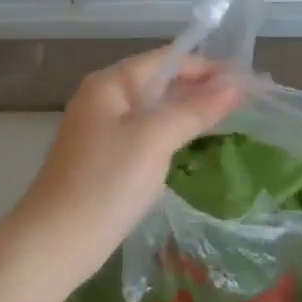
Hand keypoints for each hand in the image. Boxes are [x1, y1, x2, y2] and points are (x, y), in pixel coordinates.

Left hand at [8, 49, 244, 278]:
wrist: (55, 243)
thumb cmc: (106, 183)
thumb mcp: (155, 140)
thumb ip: (195, 109)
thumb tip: (236, 86)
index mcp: (110, 84)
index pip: (166, 59)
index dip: (207, 66)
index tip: (247, 79)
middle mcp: (102, 98)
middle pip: (159, 81)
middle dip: (200, 87)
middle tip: (245, 99)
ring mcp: (100, 129)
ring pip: (153, 109)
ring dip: (187, 109)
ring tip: (228, 117)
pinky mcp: (103, 158)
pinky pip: (145, 133)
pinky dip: (171, 132)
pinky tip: (191, 143)